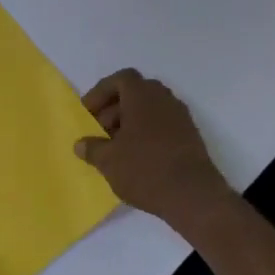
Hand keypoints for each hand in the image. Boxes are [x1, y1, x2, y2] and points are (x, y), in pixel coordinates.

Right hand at [75, 69, 232, 232]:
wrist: (193, 196)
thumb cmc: (145, 169)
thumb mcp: (108, 161)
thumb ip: (92, 148)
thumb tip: (81, 144)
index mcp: (143, 96)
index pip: (120, 79)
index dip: (101, 93)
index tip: (87, 113)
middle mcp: (164, 100)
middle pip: (135, 93)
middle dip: (114, 109)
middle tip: (99, 131)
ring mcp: (181, 118)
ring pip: (150, 110)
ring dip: (130, 123)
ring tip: (115, 148)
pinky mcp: (190, 137)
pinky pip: (162, 126)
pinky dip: (146, 134)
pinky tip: (135, 159)